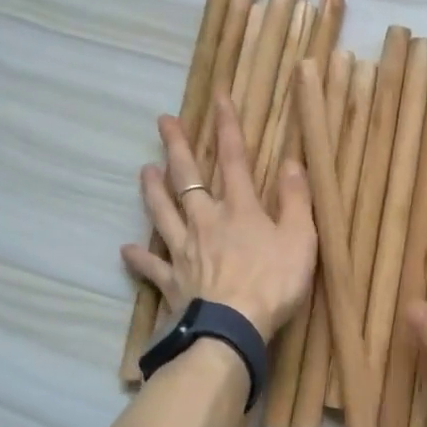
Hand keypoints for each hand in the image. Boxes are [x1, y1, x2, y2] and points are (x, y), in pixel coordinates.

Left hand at [122, 93, 316, 342]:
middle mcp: (206, 221)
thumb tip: (291, 161)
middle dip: (176, 148)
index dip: (227, 127)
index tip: (218, 97)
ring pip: (163, 213)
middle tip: (163, 122)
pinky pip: (152, 267)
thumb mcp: (300, 238)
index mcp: (239, 209)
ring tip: (143, 170)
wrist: (232, 328)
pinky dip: (140, 258)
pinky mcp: (172, 281)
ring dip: (153, 191)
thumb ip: (296, 199)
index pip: (233, 159)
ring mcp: (184, 251)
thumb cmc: (273, 283)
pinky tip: (126, 250)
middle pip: (188, 178)